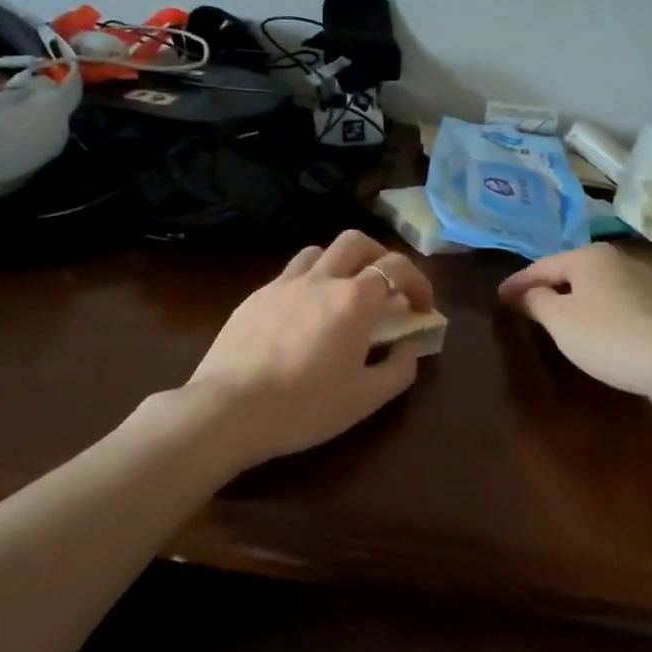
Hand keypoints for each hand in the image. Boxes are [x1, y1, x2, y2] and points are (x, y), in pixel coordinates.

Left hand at [183, 230, 436, 468]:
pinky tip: (302, 315)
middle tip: (385, 288)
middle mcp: (320, 279)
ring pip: (318, 251)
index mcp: (353, 299)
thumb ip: (399, 369)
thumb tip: (410, 346)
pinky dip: (307, 283)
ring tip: (342, 294)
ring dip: (339, 264)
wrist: (228, 409)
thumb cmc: (305, 406)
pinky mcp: (254, 297)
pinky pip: (289, 275)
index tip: (422, 307)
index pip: (397, 267)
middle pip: (356, 242)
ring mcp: (283, 284)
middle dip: (379, 256)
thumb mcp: (366, 399)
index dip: (418, 281)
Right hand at [499, 244, 651, 400]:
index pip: (542, 266)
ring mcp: (643, 280)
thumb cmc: (608, 336)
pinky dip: (596, 311)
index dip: (517, 283)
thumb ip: (537, 301)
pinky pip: (615, 303)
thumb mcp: (560, 320)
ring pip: (595, 287)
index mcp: (589, 255)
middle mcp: (617, 259)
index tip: (499, 296)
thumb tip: (528, 292)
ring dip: (572, 299)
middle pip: (570, 272)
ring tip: (555, 316)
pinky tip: (593, 329)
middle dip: (546, 287)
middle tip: (523, 304)